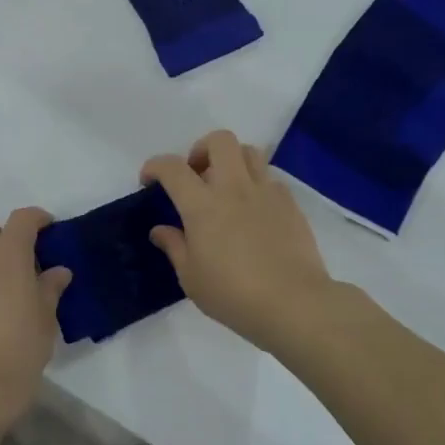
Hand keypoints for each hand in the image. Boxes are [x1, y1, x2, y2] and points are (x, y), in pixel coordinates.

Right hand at [141, 131, 332, 352]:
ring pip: (249, 151)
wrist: (294, 303)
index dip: (155, 166)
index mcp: (202, 205)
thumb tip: (160, 230)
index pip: (172, 168)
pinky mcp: (290, 204)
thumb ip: (174, 247)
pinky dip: (256, 185)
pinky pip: (270, 179)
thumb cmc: (233, 294)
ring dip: (232, 161)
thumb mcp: (191, 278)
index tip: (149, 181)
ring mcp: (266, 192)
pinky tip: (253, 212)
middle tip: (196, 175)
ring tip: (226, 188)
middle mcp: (234, 188)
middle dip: (201, 149)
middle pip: (219, 141)